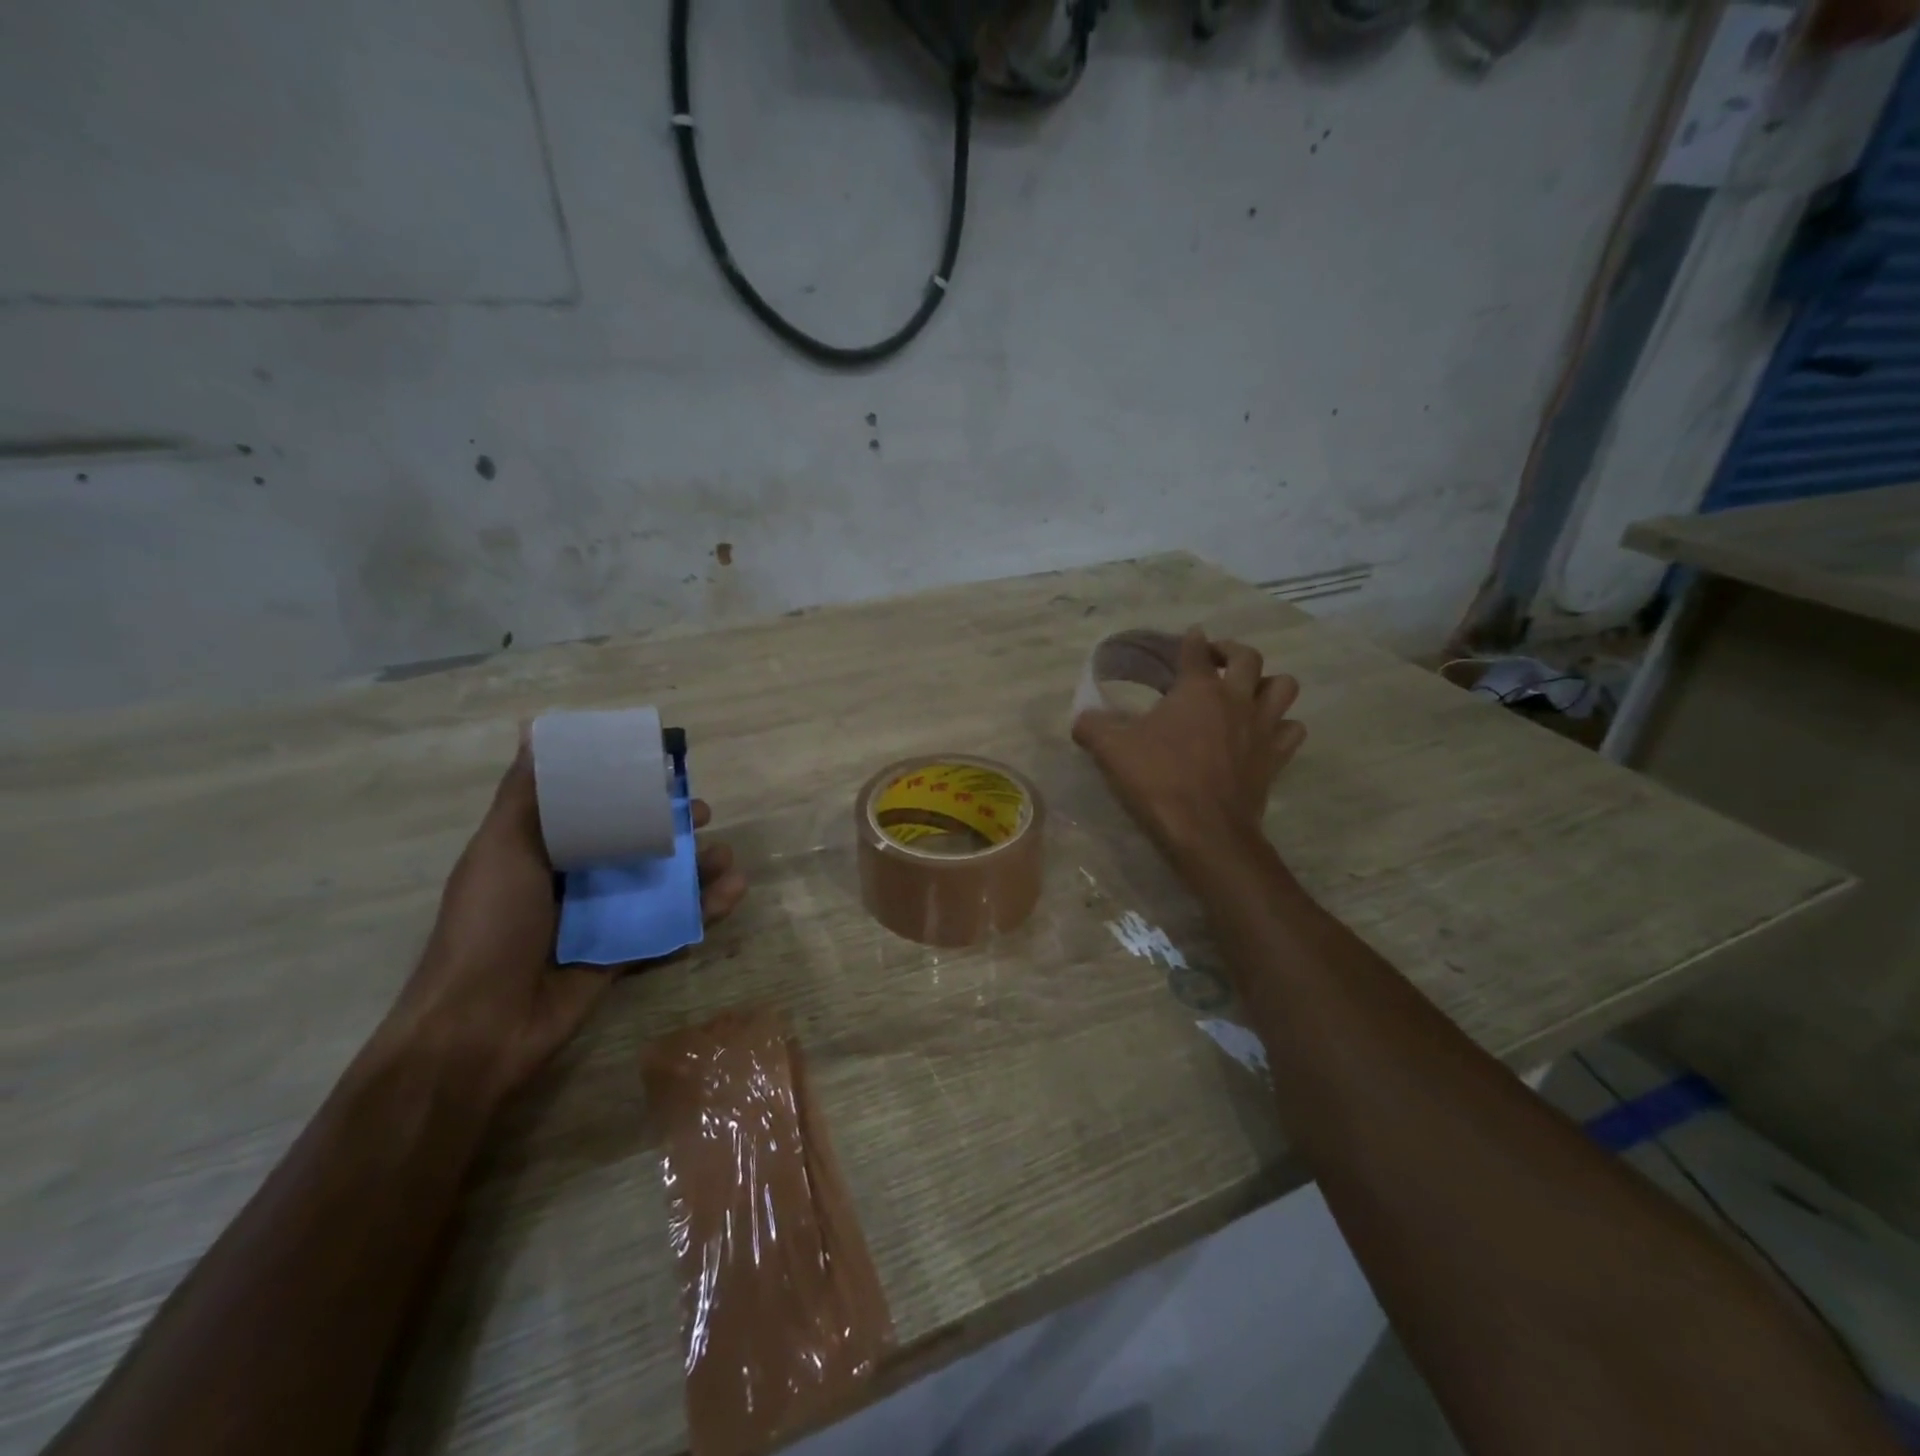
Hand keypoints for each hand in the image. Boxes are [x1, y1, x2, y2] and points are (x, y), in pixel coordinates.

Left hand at [380, 747, 749, 1100]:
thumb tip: (534, 730)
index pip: (594, 808)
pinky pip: (668, 926)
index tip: (664, 773)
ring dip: (696, 868)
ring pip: (658, 884)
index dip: (630, 788)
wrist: (480, 1029)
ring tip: (727, 858)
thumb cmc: (488, 928)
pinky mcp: (622, 955)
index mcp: (542, 850)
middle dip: (673, 827)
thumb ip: (524, 796)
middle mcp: (573, 880)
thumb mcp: (500, 850)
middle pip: (634, 843)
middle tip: (704, 817)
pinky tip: (732, 894)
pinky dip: (701, 911)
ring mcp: (600, 920)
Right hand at [1072, 627, 1305, 874]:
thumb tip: (1081, 718)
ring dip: (1268, 683)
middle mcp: (1236, 699)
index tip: (1190, 637)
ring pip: (1283, 687)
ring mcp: (1262, 728)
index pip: (1196, 651)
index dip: (1191, 640)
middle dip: (1232, 651)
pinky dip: (1282, 726)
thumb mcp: (1112, 750)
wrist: (1205, 830)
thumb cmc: (1159, 780)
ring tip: (1248, 692)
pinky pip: (1292, 730)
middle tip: (1216, 660)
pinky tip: (1266, 733)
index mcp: (1198, 689)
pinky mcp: (1275, 757)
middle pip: (1249, 657)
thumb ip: (1093, 727)